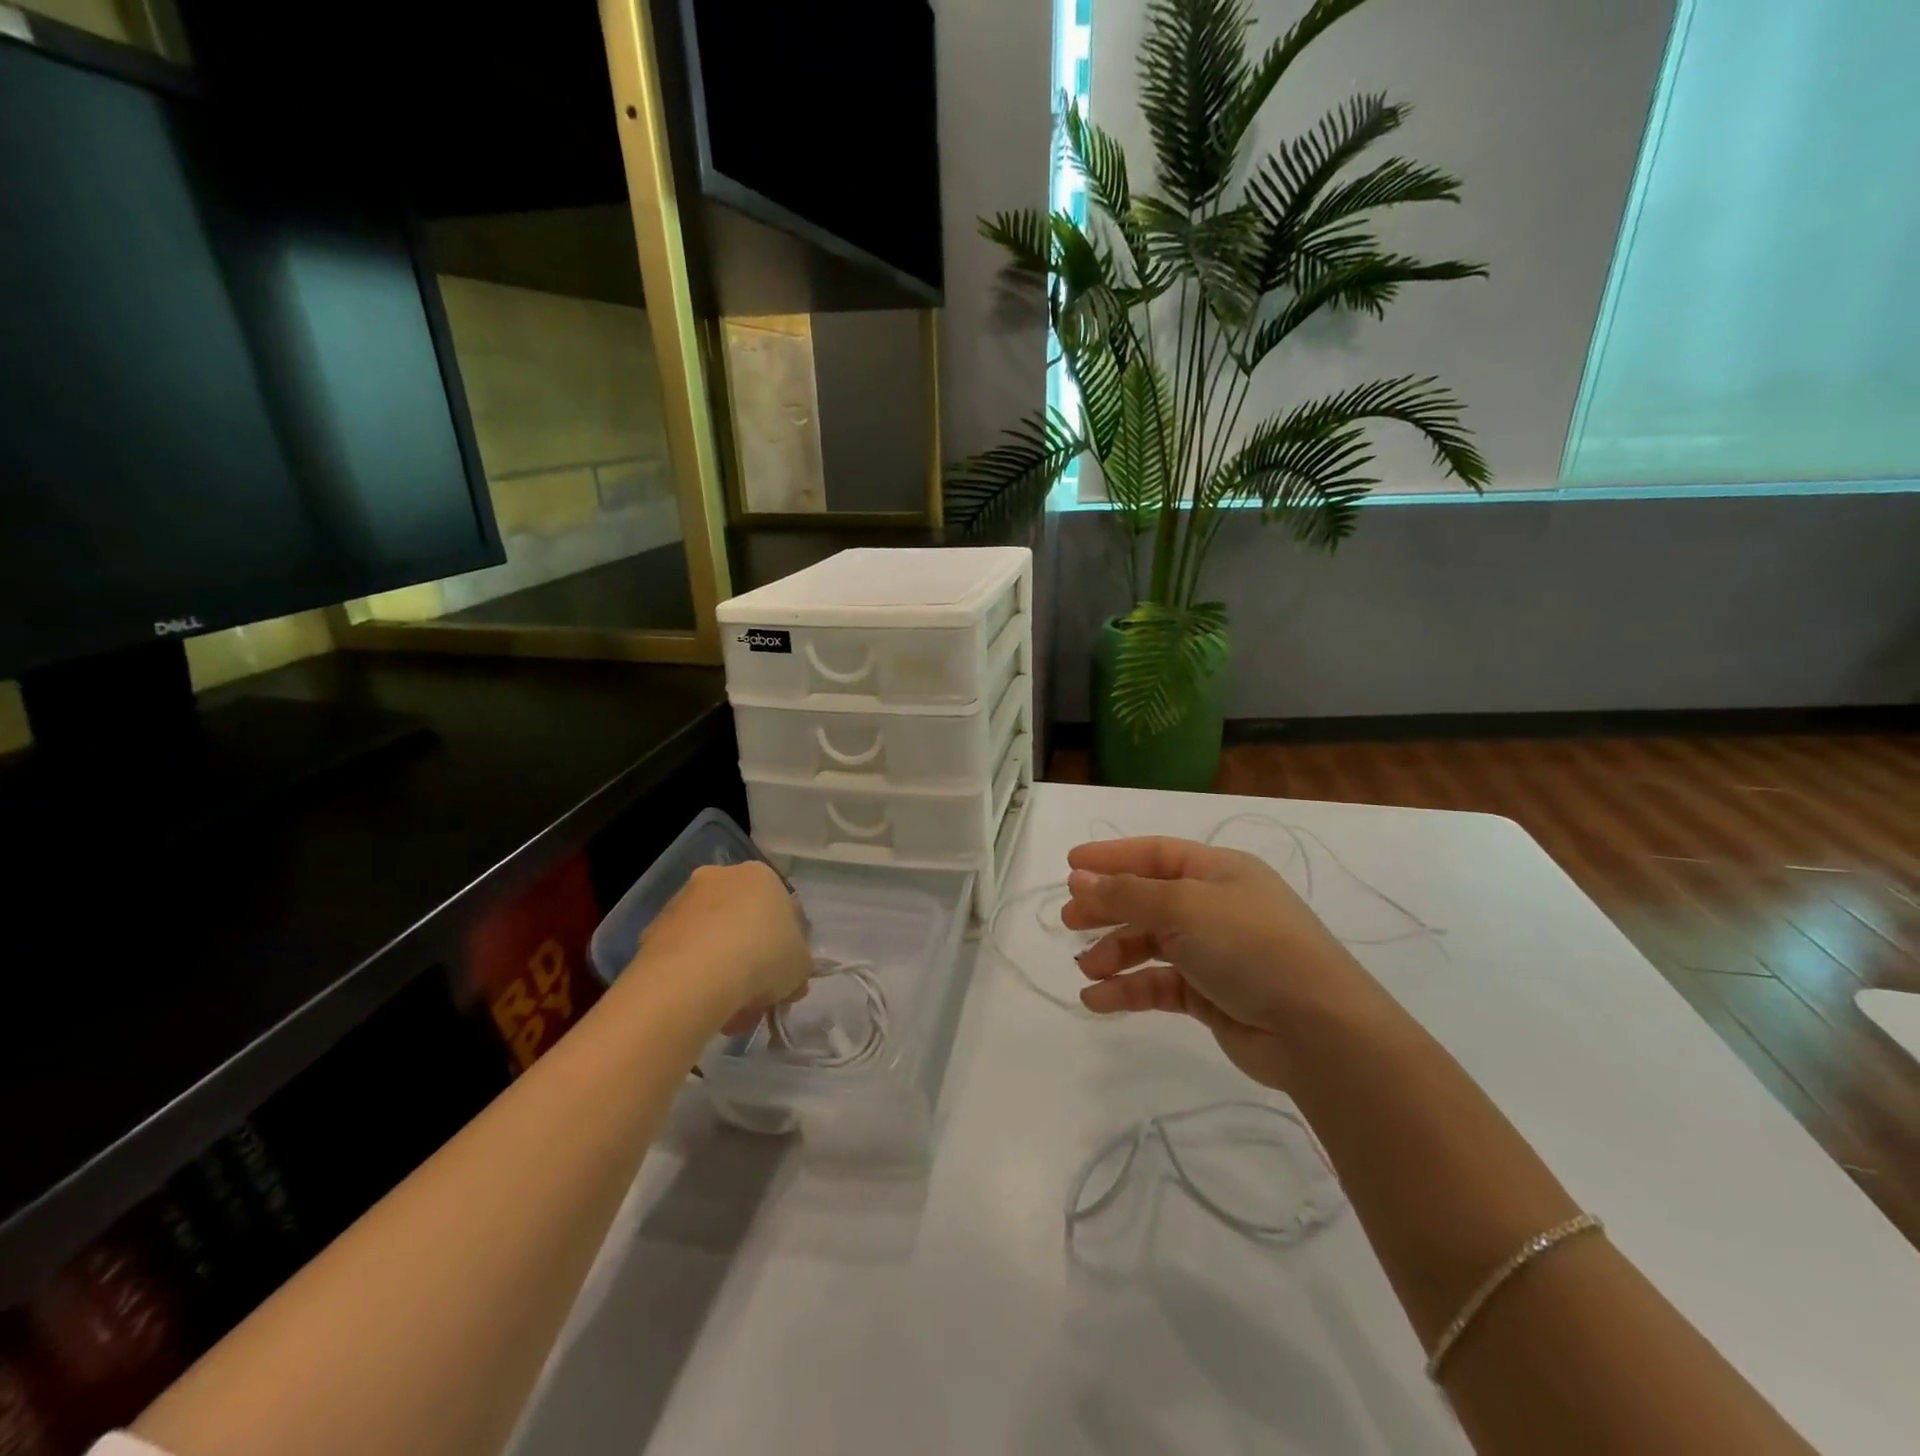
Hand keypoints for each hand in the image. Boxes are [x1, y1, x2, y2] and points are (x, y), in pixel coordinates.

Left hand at [632, 862, 811, 1034]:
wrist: (695, 976)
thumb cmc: (763, 956)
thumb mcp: (800, 966)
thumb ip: (797, 967)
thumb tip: (790, 979)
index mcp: (760, 876)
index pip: (780, 908)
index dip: (786, 945)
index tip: (784, 976)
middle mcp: (719, 878)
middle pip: (742, 922)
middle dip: (750, 959)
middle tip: (758, 997)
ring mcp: (681, 903)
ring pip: (711, 941)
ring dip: (722, 972)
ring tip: (730, 1014)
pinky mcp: (652, 931)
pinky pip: (684, 957)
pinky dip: (694, 979)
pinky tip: (703, 1009)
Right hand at [1063, 836, 1388, 1091]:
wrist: (1318, 1030)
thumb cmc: (1251, 946)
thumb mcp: (1184, 907)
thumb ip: (1127, 894)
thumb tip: (1078, 878)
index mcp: (1219, 871)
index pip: (1156, 853)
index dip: (1112, 857)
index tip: (1069, 864)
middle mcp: (1216, 906)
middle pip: (1148, 897)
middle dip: (1107, 907)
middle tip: (1068, 919)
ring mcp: (1214, 952)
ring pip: (1151, 943)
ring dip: (1115, 952)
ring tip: (1086, 967)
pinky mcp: (1211, 995)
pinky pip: (1159, 984)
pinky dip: (1129, 989)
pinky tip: (1097, 1000)